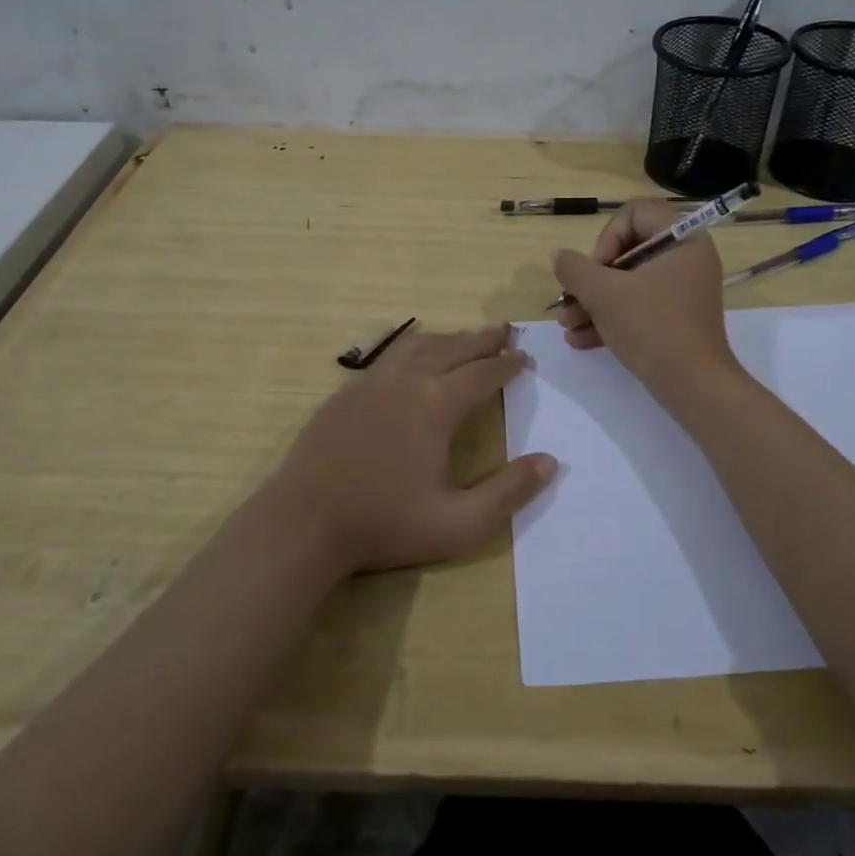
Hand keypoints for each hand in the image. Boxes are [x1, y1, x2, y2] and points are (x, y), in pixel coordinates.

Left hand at [267, 323, 556, 574]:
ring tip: (465, 337)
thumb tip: (550, 462)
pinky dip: (413, 349)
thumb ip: (509, 493)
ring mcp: (370, 384)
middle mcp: (405, 382)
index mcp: (436, 406)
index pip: (482, 374)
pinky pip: (388, 358)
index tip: (524, 359)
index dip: (507, 365)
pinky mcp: (345, 395)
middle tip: (504, 331)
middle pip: (452, 348)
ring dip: (447, 339)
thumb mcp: (459, 524)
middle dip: (482, 339)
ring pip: (417, 346)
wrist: (303, 523)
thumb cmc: (384, 524)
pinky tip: (411, 359)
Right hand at [551, 199, 738, 399]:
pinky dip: (610, 319)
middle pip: (627, 250)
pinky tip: (579, 339)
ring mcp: (681, 291)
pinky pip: (638, 307)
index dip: (608, 236)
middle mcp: (686, 260)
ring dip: (592, 302)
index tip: (597, 268)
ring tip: (566, 324)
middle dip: (590, 278)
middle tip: (571, 298)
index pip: (636, 213)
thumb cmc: (652, 327)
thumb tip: (558, 256)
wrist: (693, 387)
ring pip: (628, 283)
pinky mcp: (675, 319)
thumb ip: (575, 269)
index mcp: (682, 240)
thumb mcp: (604, 294)